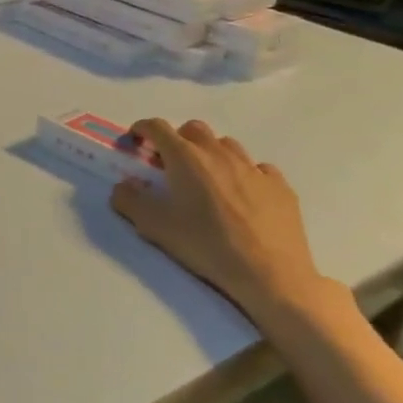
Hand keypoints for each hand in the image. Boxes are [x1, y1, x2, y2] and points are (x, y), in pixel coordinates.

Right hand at [110, 119, 326, 322]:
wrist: (270, 275)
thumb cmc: (206, 245)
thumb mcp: (154, 226)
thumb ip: (129, 200)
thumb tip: (122, 185)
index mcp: (185, 158)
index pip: (157, 127)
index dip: (142, 129)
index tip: (136, 141)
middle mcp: (219, 154)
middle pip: (194, 129)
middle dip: (178, 139)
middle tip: (171, 164)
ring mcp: (253, 169)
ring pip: (227, 145)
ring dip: (211, 153)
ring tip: (207, 179)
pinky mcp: (280, 187)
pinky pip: (259, 168)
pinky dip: (244, 173)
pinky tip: (243, 194)